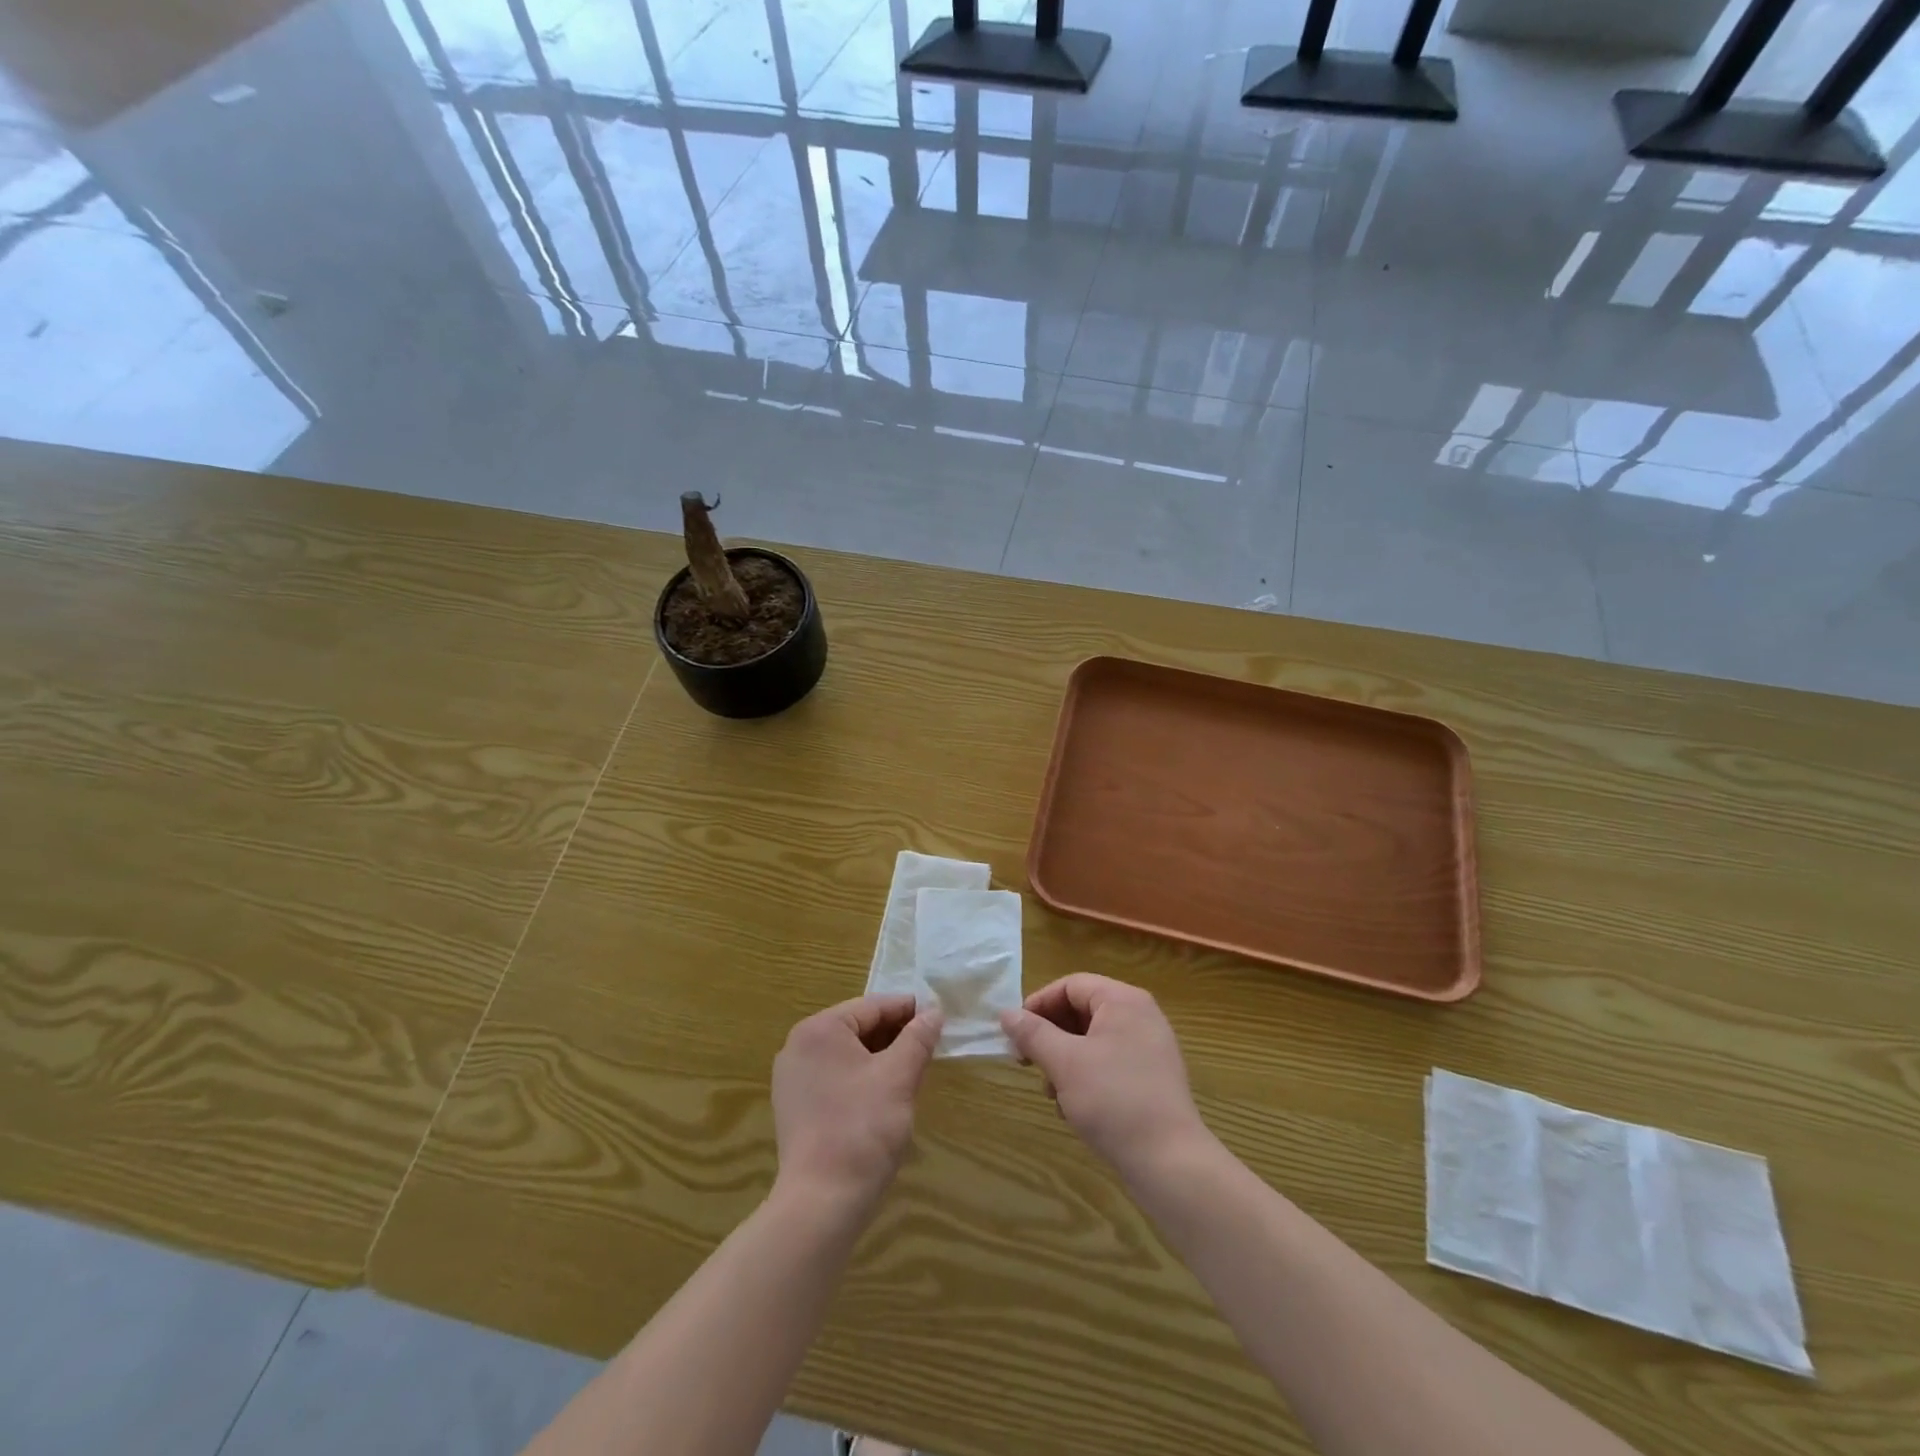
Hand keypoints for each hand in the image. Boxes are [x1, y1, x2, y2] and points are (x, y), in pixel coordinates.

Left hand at [771, 994, 941, 1215]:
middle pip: (857, 1028)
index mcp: (819, 1029)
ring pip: (847, 1054)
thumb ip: (917, 1038)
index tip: (938, 1018)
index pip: (872, 1006)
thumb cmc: (863, 1129)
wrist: (821, 1202)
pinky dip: (861, 1078)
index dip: (908, 1010)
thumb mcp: (899, 1077)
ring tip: (913, 1069)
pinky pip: (834, 1077)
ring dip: (880, 1057)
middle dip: (894, 1035)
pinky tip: (885, 1095)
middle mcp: (798, 1046)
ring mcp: (792, 1079)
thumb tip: (933, 1012)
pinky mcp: (795, 1107)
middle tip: (929, 1046)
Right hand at [1000, 975, 1209, 1181]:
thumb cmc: (1114, 1100)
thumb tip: (1006, 1013)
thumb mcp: (1064, 1063)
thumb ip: (1033, 1033)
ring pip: (1092, 1040)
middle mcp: (1140, 1016)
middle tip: (1027, 1063)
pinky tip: (1073, 1108)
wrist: (1170, 1163)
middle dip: (1050, 1037)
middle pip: (1082, 1011)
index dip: (1038, 1004)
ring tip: (1052, 1093)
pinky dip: (1086, 1077)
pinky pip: (1109, 1063)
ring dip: (1064, 1061)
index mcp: (1123, 1001)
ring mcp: (1149, 1048)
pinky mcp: (1152, 1078)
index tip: (1015, 1034)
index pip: (1071, 985)